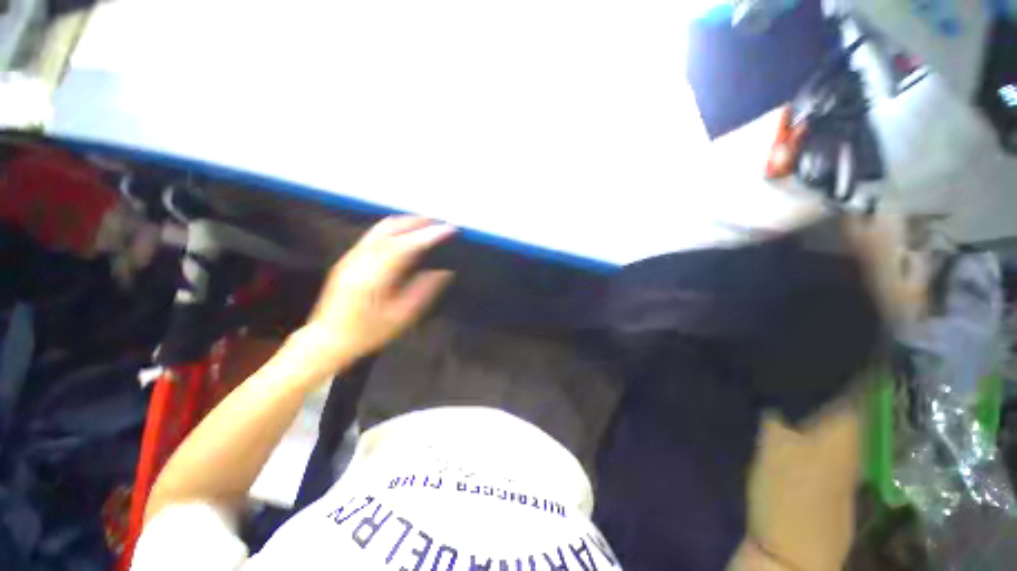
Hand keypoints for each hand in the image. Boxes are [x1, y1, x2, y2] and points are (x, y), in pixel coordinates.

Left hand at [296, 216, 455, 372]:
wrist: (327, 339)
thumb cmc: (367, 332)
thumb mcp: (401, 317)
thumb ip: (423, 291)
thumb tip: (443, 272)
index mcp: (374, 276)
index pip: (406, 245)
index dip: (429, 235)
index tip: (449, 229)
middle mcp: (361, 259)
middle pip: (391, 228)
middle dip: (419, 222)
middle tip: (441, 222)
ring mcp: (352, 256)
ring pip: (382, 227)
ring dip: (407, 222)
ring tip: (428, 223)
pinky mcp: (349, 257)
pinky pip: (375, 234)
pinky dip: (395, 228)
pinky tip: (407, 233)